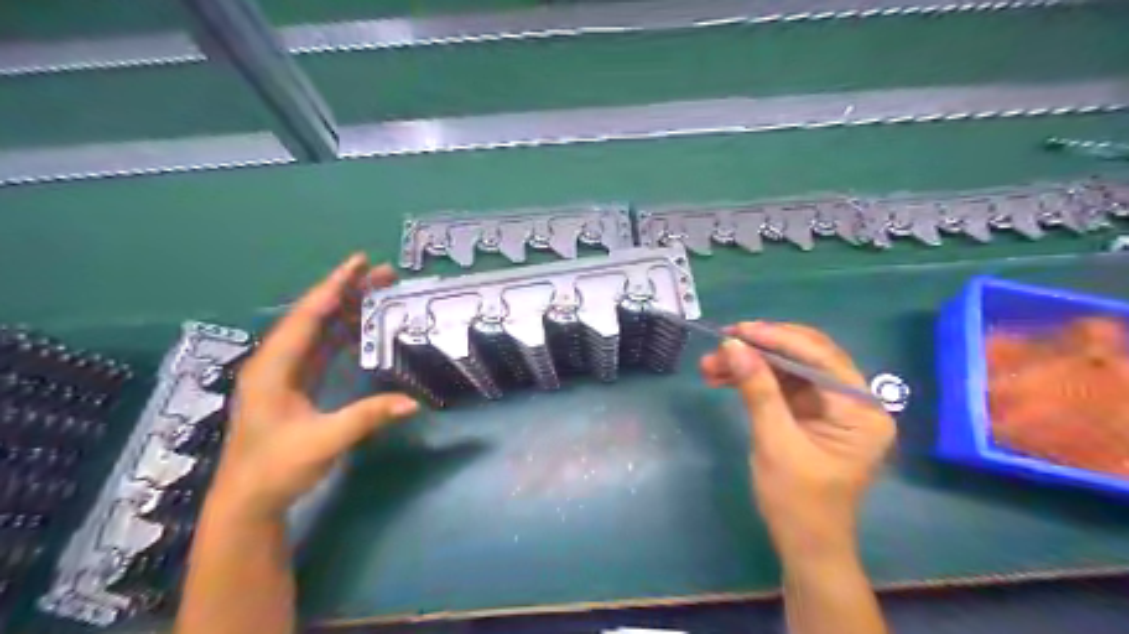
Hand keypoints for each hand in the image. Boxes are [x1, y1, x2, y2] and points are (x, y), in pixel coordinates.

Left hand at [211, 256, 417, 521]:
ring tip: (378, 291)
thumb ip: (366, 418)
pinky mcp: (294, 384)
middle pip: (314, 316)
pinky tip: (361, 325)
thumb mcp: (323, 443)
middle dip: (347, 291)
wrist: (249, 501)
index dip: (335, 287)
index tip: (360, 262)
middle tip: (383, 274)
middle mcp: (276, 362)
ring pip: (318, 330)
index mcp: (274, 368)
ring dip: (347, 309)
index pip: (308, 317)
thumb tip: (413, 402)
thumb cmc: (277, 469)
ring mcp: (285, 372)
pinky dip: (342, 332)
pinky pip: (321, 347)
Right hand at [704, 322, 894, 559]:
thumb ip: (757, 390)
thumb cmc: (797, 501)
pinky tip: (723, 378)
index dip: (777, 338)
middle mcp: (852, 399)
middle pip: (805, 356)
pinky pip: (781, 384)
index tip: (738, 330)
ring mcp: (831, 405)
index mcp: (860, 409)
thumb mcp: (775, 442)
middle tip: (720, 344)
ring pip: (788, 368)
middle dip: (760, 349)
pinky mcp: (811, 412)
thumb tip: (732, 345)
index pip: (820, 357)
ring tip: (709, 366)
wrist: (804, 545)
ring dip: (750, 363)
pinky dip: (752, 379)